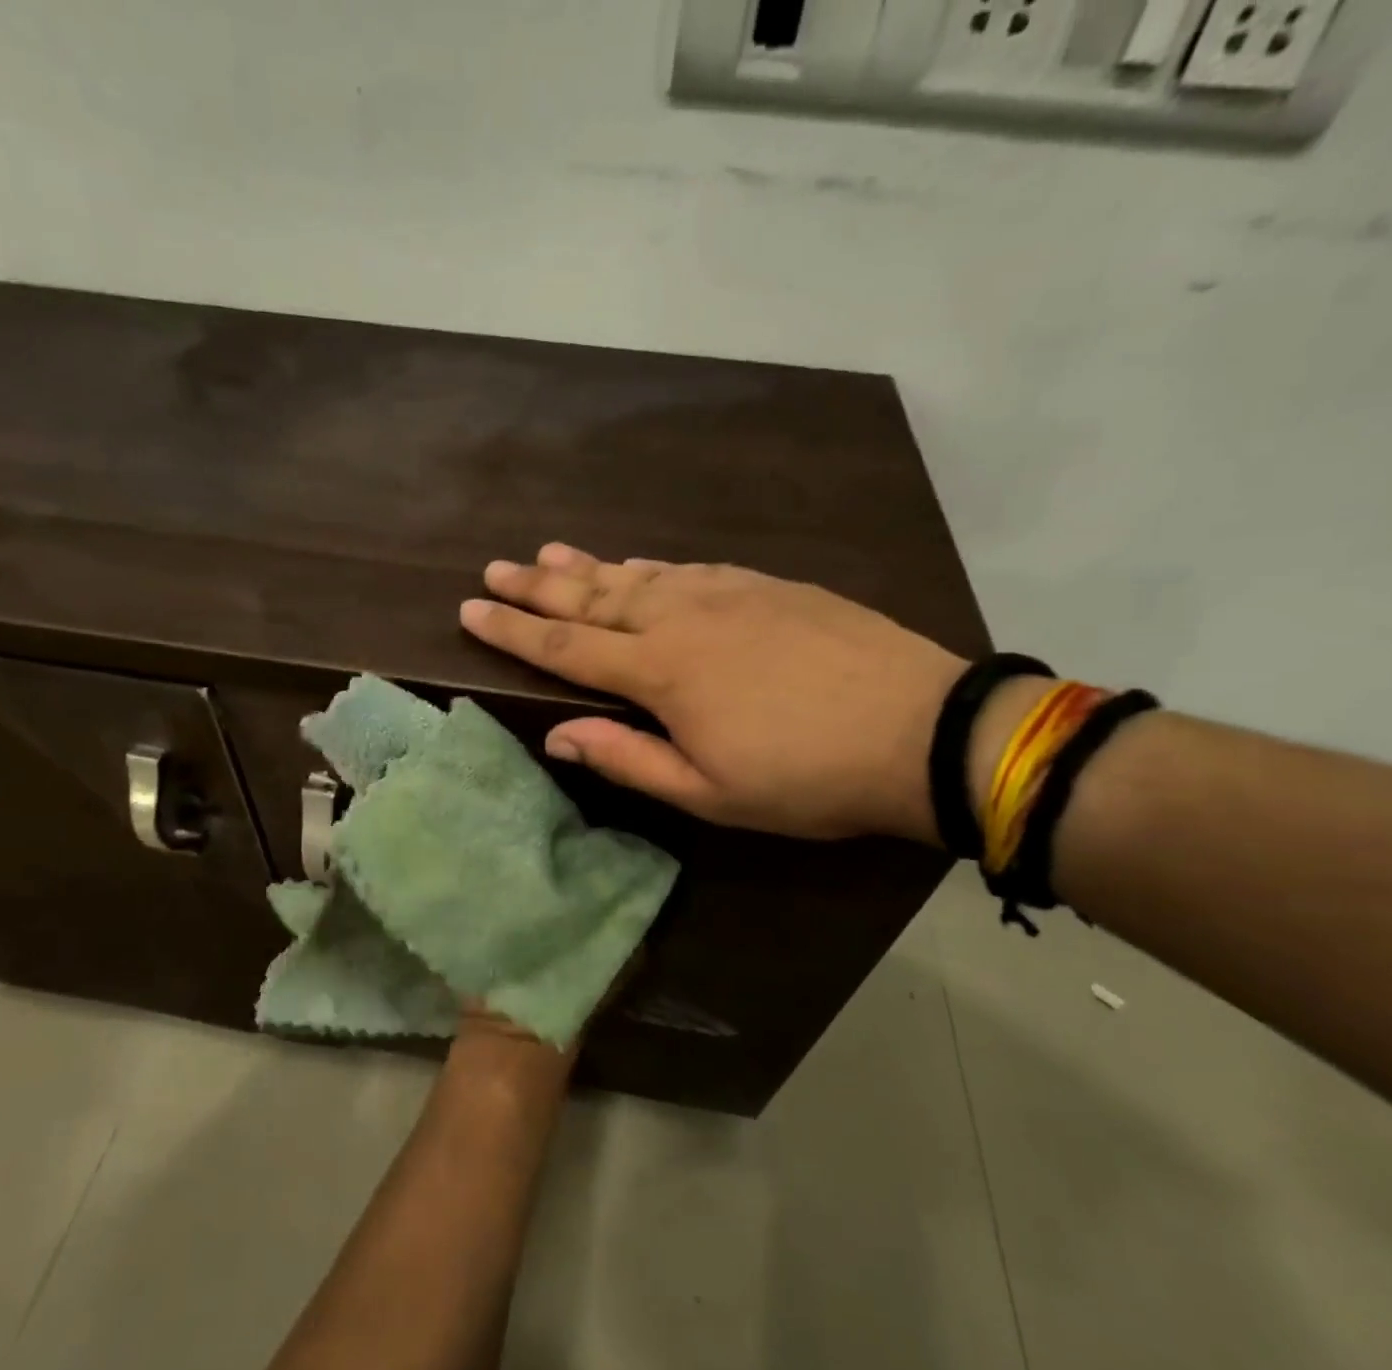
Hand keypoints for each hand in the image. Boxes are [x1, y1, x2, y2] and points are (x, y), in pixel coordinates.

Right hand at [460, 544, 967, 842]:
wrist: (920, 728)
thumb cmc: (806, 777)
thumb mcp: (709, 792)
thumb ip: (628, 759)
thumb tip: (557, 735)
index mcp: (661, 672)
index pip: (565, 647)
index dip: (513, 630)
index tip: (470, 609)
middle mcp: (682, 618)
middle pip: (593, 598)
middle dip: (537, 586)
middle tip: (495, 569)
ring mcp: (726, 593)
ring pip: (638, 575)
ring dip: (588, 567)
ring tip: (548, 555)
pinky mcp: (765, 585)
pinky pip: (686, 568)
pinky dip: (648, 567)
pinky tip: (636, 566)